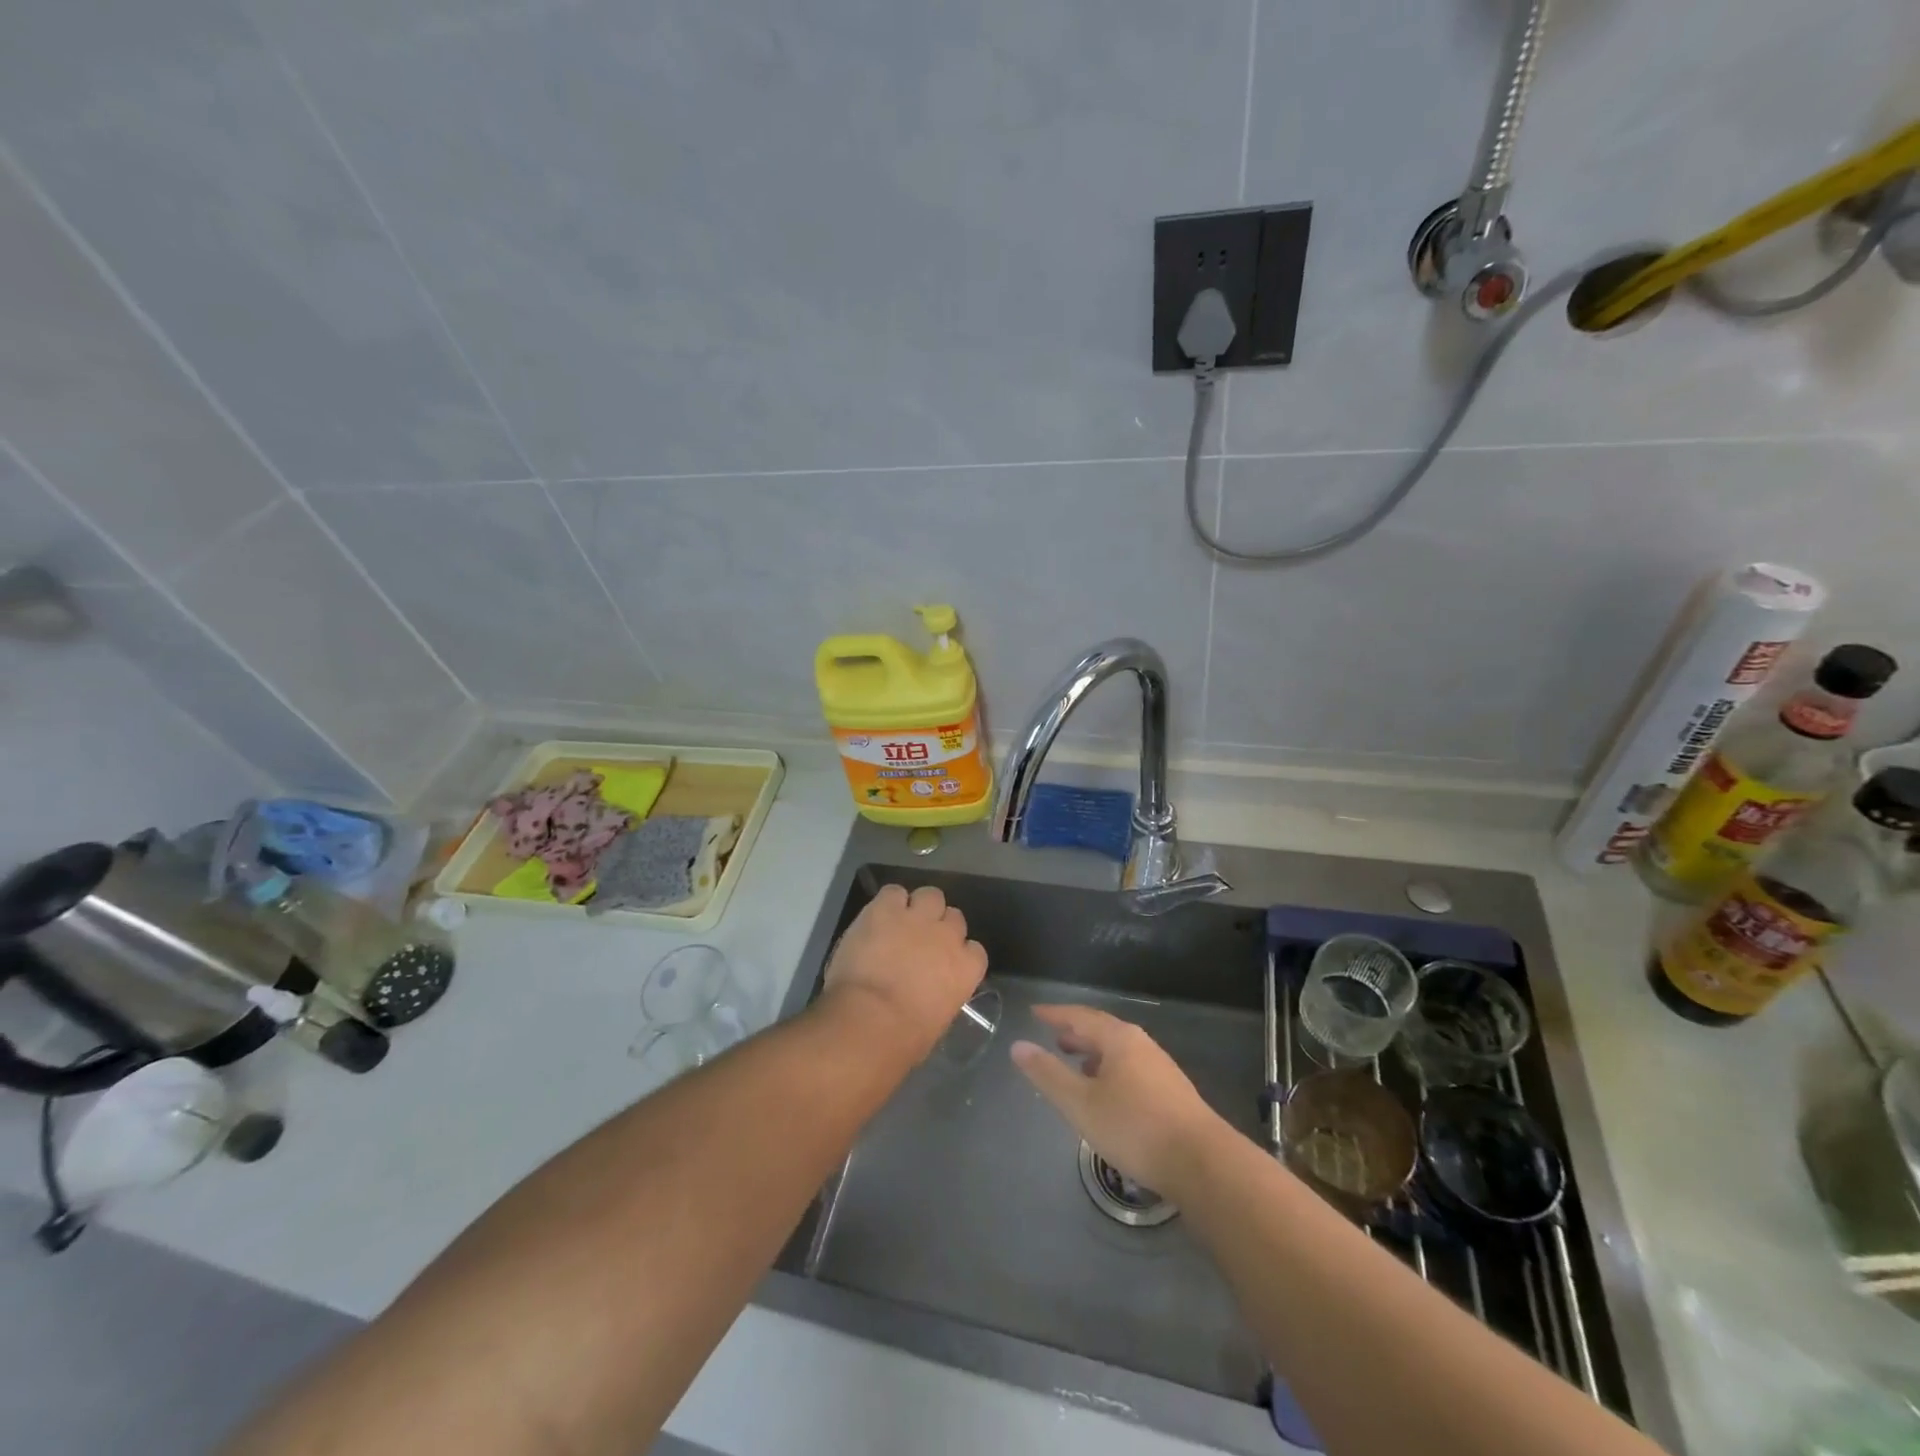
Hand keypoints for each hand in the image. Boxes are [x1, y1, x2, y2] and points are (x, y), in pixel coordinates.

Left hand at [820, 884, 987, 1062]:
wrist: (870, 1020)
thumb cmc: (905, 1038)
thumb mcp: (937, 1021)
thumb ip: (942, 996)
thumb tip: (931, 993)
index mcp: (966, 968)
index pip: (975, 950)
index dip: (958, 953)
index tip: (943, 963)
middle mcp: (948, 936)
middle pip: (954, 917)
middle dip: (939, 926)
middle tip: (919, 941)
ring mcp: (917, 918)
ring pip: (930, 895)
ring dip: (918, 907)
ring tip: (900, 922)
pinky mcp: (886, 908)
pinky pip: (893, 892)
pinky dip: (887, 902)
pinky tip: (878, 917)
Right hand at [1012, 1005, 1224, 1195]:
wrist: (1202, 1163)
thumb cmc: (1134, 1127)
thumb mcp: (1081, 1104)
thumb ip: (1048, 1074)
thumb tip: (1018, 1046)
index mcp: (1119, 1038)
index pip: (1080, 1016)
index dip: (1055, 1014)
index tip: (1035, 1012)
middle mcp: (1141, 1044)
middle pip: (1103, 1030)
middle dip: (1076, 1033)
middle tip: (1054, 1038)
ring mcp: (1160, 1068)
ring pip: (1119, 1051)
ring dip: (1094, 1054)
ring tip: (1076, 1066)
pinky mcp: (1172, 1092)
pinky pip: (1132, 1068)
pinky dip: (1111, 1071)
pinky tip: (1108, 1095)